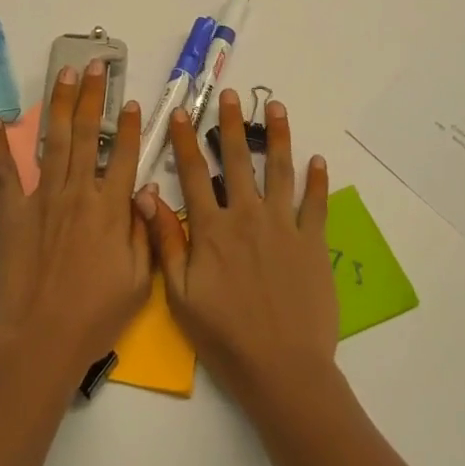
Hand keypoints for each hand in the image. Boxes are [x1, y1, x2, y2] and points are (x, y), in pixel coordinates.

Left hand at [0, 60, 152, 382]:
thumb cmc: (95, 316)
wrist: (41, 339)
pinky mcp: (13, 211)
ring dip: (60, 105)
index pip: (125, 156)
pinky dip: (0, 146)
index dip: (130, 127)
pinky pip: (6, 172)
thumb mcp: (139, 281)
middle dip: (94, 97)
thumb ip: (144, 231)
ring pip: (54, 141)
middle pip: (88, 135)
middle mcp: (78, 192)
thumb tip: (146, 192)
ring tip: (65, 74)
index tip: (132, 102)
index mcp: (111, 208)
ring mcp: (43, 198)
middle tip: (96, 66)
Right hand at [136, 90, 336, 412]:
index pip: (194, 173)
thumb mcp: (180, 296)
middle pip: (239, 160)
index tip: (180, 112)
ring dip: (278, 137)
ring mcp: (283, 227)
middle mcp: (247, 216)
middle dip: (232, 124)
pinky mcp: (312, 243)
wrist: (283, 370)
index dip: (184, 140)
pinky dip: (317, 182)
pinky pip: (315, 205)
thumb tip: (146, 196)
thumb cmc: (225, 337)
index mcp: (212, 229)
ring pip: (280, 171)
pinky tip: (318, 160)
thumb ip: (166, 242)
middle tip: (230, 95)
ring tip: (277, 108)